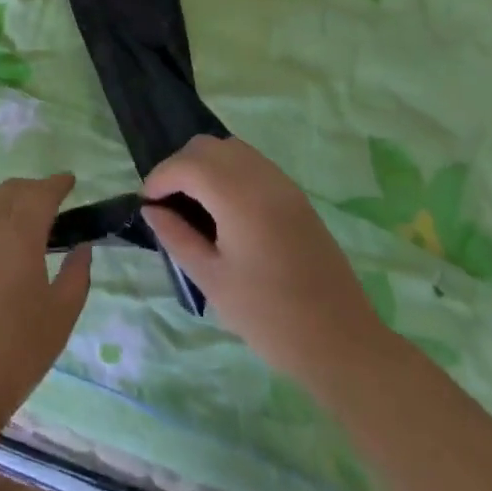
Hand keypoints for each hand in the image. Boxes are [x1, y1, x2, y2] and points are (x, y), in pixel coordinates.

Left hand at [0, 175, 92, 435]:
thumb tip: (82, 248)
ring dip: (3, 196)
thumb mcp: (60, 316)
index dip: (57, 184)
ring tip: (16, 210)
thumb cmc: (16, 351)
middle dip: (32, 188)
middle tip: (49, 200)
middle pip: (10, 190)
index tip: (70, 182)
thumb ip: (76, 275)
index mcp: (19, 233)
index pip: (41, 194)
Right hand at [143, 136, 386, 388]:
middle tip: (168, 203)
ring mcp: (284, 186)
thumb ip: (177, 237)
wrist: (343, 343)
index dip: (159, 178)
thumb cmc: (270, 317)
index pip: (187, 164)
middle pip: (208, 147)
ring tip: (194, 204)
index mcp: (239, 197)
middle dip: (180, 166)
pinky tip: (224, 209)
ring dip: (205, 166)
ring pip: (231, 150)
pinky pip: (253, 165)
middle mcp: (262, 179)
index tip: (148, 204)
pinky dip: (228, 172)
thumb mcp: (212, 279)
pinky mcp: (297, 198)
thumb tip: (151, 209)